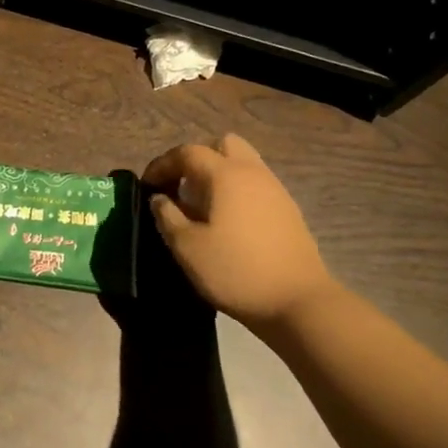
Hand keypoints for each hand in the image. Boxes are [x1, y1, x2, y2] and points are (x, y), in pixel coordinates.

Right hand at [143, 133, 337, 333]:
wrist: (300, 302)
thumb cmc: (236, 271)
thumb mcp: (188, 248)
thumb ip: (167, 216)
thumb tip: (159, 198)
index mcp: (225, 175)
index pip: (187, 152)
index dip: (162, 164)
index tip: (147, 185)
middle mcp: (252, 172)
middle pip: (222, 145)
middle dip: (197, 159)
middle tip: (181, 186)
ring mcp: (275, 189)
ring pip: (242, 163)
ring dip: (218, 173)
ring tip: (203, 204)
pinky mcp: (288, 210)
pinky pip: (256, 184)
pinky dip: (237, 190)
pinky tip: (229, 221)